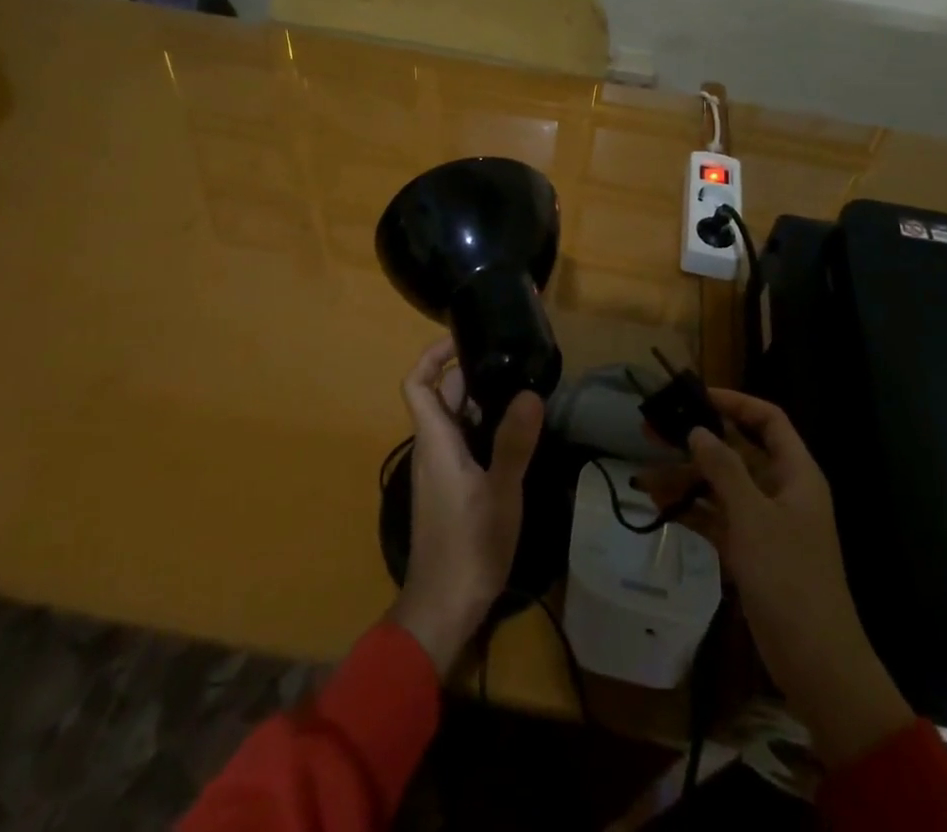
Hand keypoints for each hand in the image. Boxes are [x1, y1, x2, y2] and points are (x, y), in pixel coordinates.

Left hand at [389, 338, 542, 679]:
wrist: (444, 607)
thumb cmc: (468, 545)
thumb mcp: (500, 491)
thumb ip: (514, 442)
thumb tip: (529, 392)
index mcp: (435, 439)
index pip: (417, 383)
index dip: (433, 355)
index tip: (464, 338)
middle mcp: (432, 448)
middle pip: (442, 397)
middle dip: (470, 374)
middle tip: (511, 362)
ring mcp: (439, 470)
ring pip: (455, 420)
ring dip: (481, 402)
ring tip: (521, 391)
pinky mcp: (451, 489)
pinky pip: (463, 443)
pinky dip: (484, 429)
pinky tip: (515, 436)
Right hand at [637, 389, 912, 764]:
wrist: (816, 663)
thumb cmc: (789, 577)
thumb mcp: (753, 516)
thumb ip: (723, 468)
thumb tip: (698, 430)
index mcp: (795, 473)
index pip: (768, 420)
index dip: (735, 402)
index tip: (696, 396)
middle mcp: (781, 490)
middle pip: (737, 451)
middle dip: (697, 441)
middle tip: (653, 430)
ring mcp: (765, 523)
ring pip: (721, 486)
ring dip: (686, 479)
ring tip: (644, 477)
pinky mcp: (751, 552)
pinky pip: (717, 518)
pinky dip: (692, 511)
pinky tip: (660, 507)